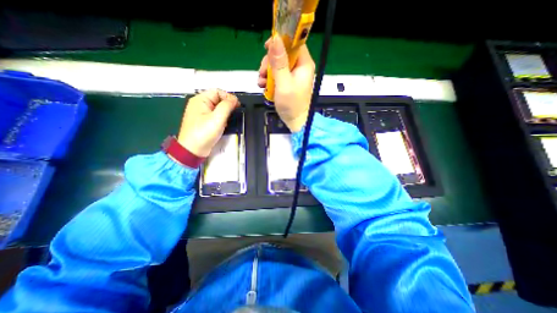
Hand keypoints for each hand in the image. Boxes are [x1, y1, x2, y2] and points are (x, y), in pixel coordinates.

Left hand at [179, 90, 238, 157]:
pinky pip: (215, 115)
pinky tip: (224, 124)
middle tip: (235, 113)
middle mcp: (199, 104)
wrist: (193, 150)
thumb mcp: (217, 118)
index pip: (218, 92)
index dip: (229, 97)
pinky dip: (221, 118)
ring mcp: (201, 113)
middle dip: (228, 105)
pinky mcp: (203, 121)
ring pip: (217, 108)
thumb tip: (234, 100)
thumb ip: (227, 106)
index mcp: (200, 100)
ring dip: (225, 112)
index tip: (238, 106)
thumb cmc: (204, 133)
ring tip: (230, 119)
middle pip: (217, 99)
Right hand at [259, 36, 314, 131]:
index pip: (294, 42)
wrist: (295, 122)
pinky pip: (277, 75)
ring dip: (267, 72)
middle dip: (270, 62)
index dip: (281, 41)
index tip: (267, 47)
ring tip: (262, 83)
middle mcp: (299, 67)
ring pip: (277, 64)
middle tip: (262, 73)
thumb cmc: (292, 105)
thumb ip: (279, 63)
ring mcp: (293, 75)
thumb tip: (275, 39)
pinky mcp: (288, 82)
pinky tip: (264, 86)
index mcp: (304, 64)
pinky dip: (269, 79)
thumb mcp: (284, 83)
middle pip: (283, 53)